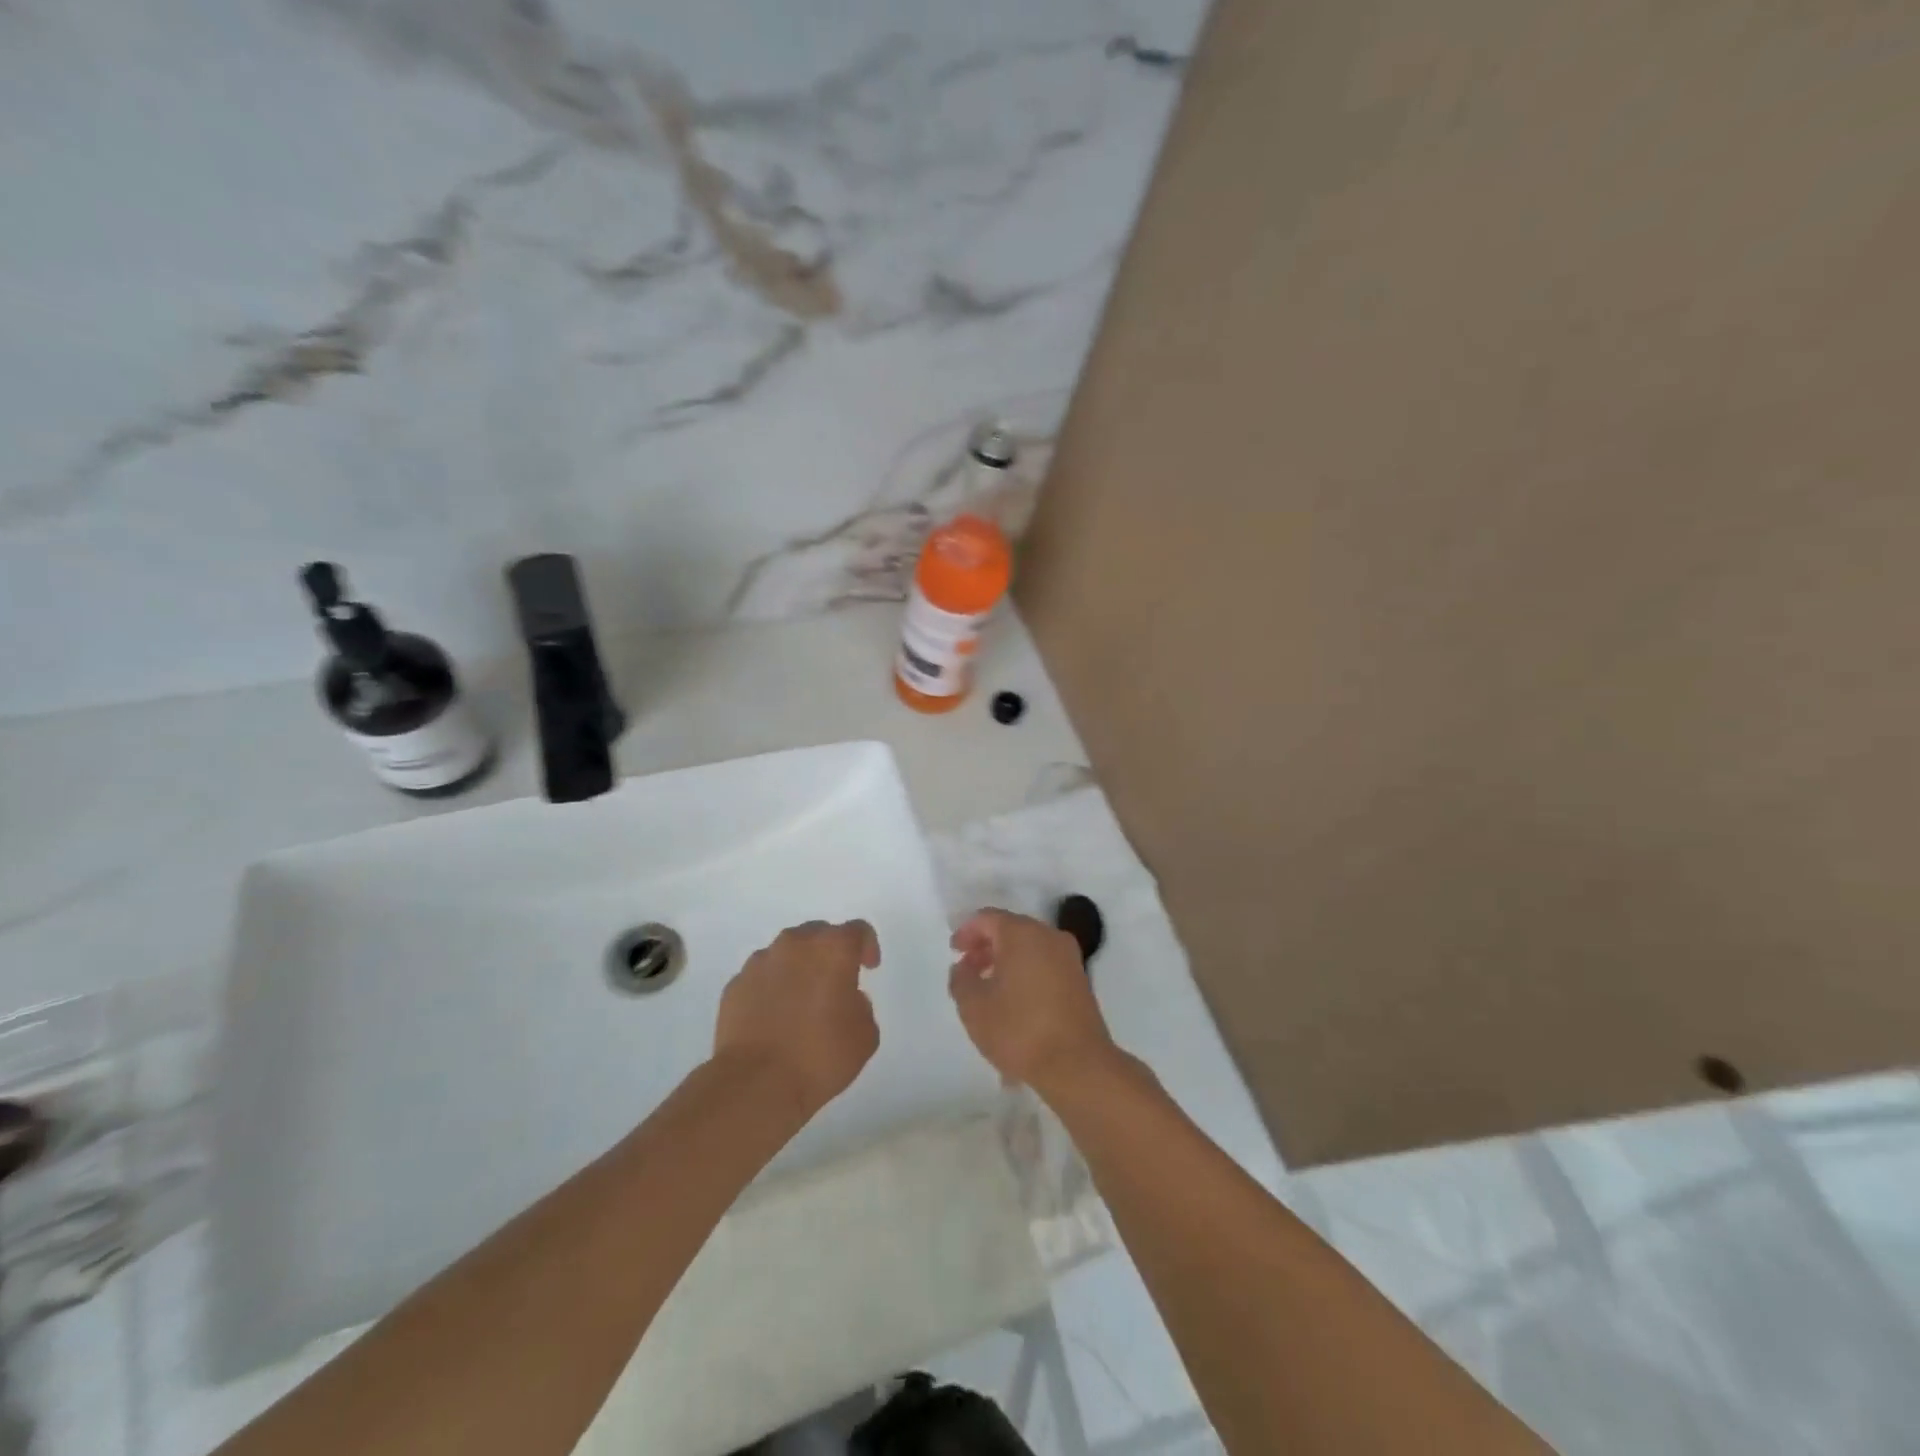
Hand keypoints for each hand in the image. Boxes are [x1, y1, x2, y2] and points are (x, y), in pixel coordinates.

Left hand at [714, 920, 881, 1114]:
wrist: (756, 1083)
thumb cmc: (820, 1056)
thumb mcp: (865, 1035)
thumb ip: (862, 1006)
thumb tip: (846, 1000)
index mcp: (832, 949)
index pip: (857, 931)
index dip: (867, 946)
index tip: (868, 968)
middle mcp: (795, 944)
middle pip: (819, 934)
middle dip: (830, 952)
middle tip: (835, 982)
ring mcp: (760, 962)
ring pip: (786, 953)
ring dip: (798, 968)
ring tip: (801, 1001)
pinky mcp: (735, 984)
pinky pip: (761, 977)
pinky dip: (771, 988)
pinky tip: (774, 1017)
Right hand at [948, 909, 1117, 1093]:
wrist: (1077, 1065)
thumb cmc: (1020, 1029)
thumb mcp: (974, 1007)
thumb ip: (961, 980)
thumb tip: (963, 968)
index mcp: (1022, 933)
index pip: (988, 918)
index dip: (967, 931)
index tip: (954, 951)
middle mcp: (1049, 936)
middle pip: (1011, 929)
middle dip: (986, 946)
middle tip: (968, 970)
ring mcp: (1069, 958)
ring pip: (1029, 948)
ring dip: (1006, 961)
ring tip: (988, 989)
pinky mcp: (1080, 980)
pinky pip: (1045, 964)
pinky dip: (1025, 972)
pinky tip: (1014, 1001)